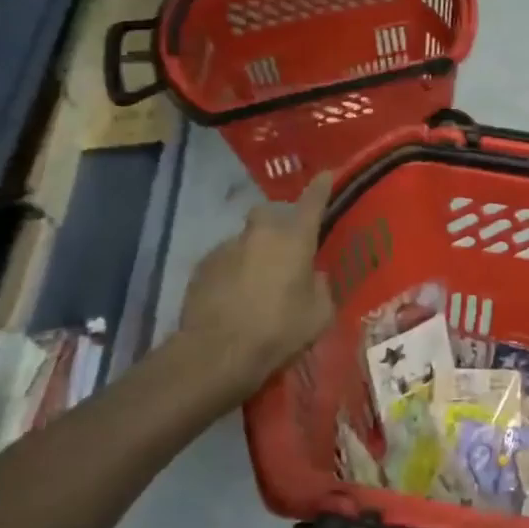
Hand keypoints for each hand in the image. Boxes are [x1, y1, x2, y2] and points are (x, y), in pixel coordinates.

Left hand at [176, 172, 334, 404]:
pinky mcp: (202, 267)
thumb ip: (321, 287)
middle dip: (279, 223)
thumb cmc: (278, 331)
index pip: (312, 202)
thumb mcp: (319, 314)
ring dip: (255, 253)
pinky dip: (233, 271)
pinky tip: (235, 297)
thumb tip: (314, 276)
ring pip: (246, 240)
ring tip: (258, 283)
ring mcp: (226, 248)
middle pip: (270, 214)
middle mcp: (260, 234)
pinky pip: (225, 261)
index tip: (326, 174)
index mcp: (294, 239)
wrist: (217, 353)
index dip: (321, 187)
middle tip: (286, 248)